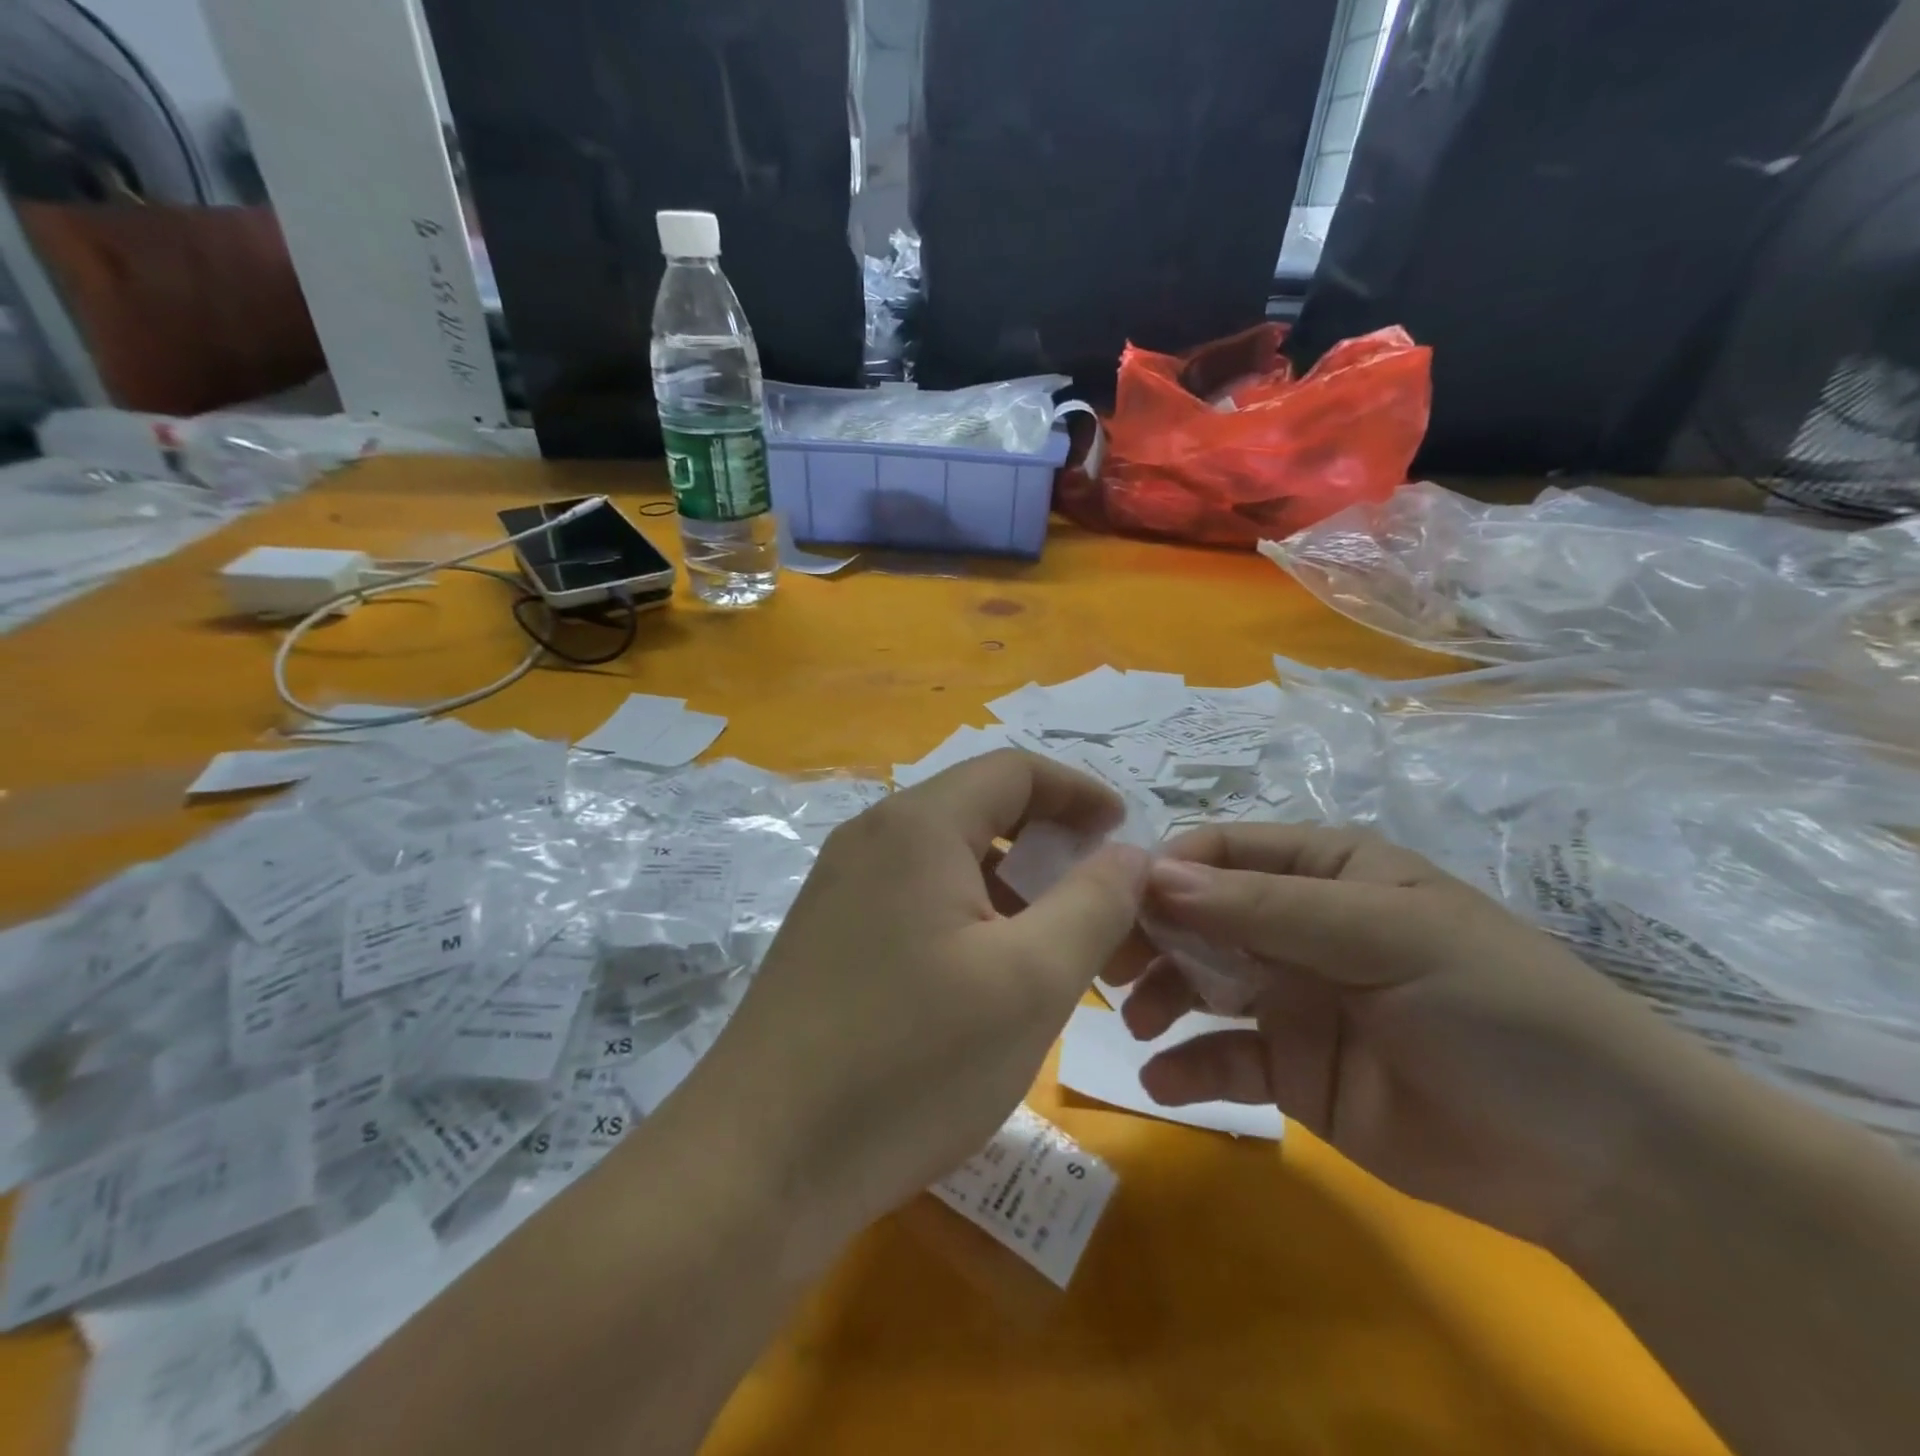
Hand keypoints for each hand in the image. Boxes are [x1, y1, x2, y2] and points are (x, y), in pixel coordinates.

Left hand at [690, 750, 1150, 1256]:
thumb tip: (1130, 853)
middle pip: (979, 809)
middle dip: (1050, 842)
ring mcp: (840, 887)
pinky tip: (988, 977)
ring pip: (947, 858)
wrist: (758, 1164)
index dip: (1079, 791)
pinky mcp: (827, 936)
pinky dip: (968, 915)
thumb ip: (1095, 903)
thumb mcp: (1031, 981)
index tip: (1125, 833)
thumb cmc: (910, 1062)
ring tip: (1056, 945)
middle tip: (1101, 897)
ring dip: (1011, 885)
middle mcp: (871, 838)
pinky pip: (915, 898)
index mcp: (918, 825)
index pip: (1014, 770)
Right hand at [1124, 823, 1719, 1250]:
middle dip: (1151, 934)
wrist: (1605, 1164)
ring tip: (1140, 1022)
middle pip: (1199, 915)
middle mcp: (1298, 927)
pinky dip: (1188, 1066)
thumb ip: (1268, 910)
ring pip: (1200, 982)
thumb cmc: (1499, 1010)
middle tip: (1109, 965)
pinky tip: (1164, 1080)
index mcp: (1326, 872)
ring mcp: (1292, 998)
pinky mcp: (1293, 1070)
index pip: (1224, 852)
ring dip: (1161, 996)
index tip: (1116, 902)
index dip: (1168, 870)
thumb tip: (1154, 876)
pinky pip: (1223, 1058)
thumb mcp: (1387, 939)